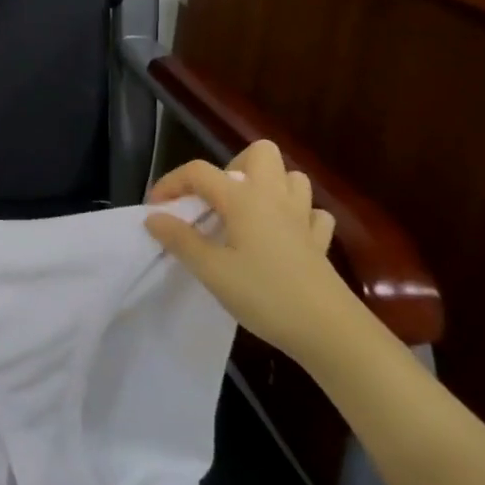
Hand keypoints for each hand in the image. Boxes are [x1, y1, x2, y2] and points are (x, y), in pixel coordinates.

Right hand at [143, 140, 367, 365]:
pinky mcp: (321, 241)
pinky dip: (296, 215)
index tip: (156, 207)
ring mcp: (303, 217)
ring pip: (290, 177)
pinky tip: (283, 235)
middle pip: (259, 153)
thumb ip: (180, 240)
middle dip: (232, 167)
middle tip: (215, 200)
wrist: (330, 331)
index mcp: (244, 199)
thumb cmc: (265, 296)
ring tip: (246, 213)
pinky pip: (311, 212)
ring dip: (267, 186)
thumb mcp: (212, 271)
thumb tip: (154, 217)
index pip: (199, 171)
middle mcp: (275, 197)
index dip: (172, 182)